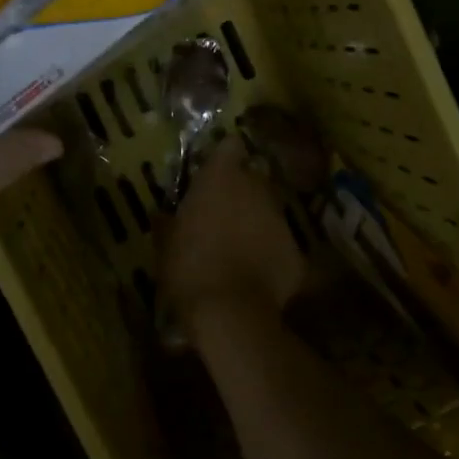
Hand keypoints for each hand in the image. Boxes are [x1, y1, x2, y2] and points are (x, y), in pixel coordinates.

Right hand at [159, 138, 310, 345]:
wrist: (230, 313)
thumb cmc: (189, 267)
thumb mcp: (165, 243)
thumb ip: (167, 222)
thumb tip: (161, 214)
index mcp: (221, 178)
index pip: (230, 146)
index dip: (224, 156)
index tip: (214, 170)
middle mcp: (257, 189)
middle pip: (253, 178)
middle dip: (241, 192)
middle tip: (222, 214)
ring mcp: (281, 220)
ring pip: (269, 212)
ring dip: (256, 223)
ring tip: (238, 248)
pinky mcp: (297, 252)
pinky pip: (281, 245)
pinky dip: (270, 255)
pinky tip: (255, 275)